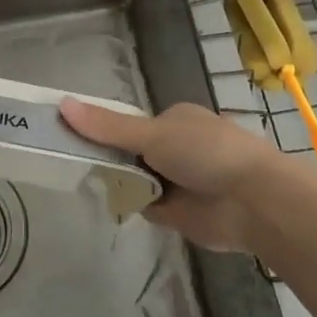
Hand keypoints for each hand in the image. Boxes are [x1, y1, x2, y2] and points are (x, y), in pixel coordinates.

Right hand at [60, 98, 286, 252]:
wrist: (254, 202)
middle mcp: (177, 147)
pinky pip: (144, 205)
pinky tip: (108, 202)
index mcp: (176, 119)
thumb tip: (62, 104)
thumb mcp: (153, 134)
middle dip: (109, 158)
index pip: (130, 123)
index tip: (73, 135)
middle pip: (130, 151)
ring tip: (85, 180)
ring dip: (119, 182)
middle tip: (74, 161)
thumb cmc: (206, 153)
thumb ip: (108, 126)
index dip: (103, 129)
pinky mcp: (179, 213)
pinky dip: (131, 204)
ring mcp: (178, 181)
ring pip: (136, 178)